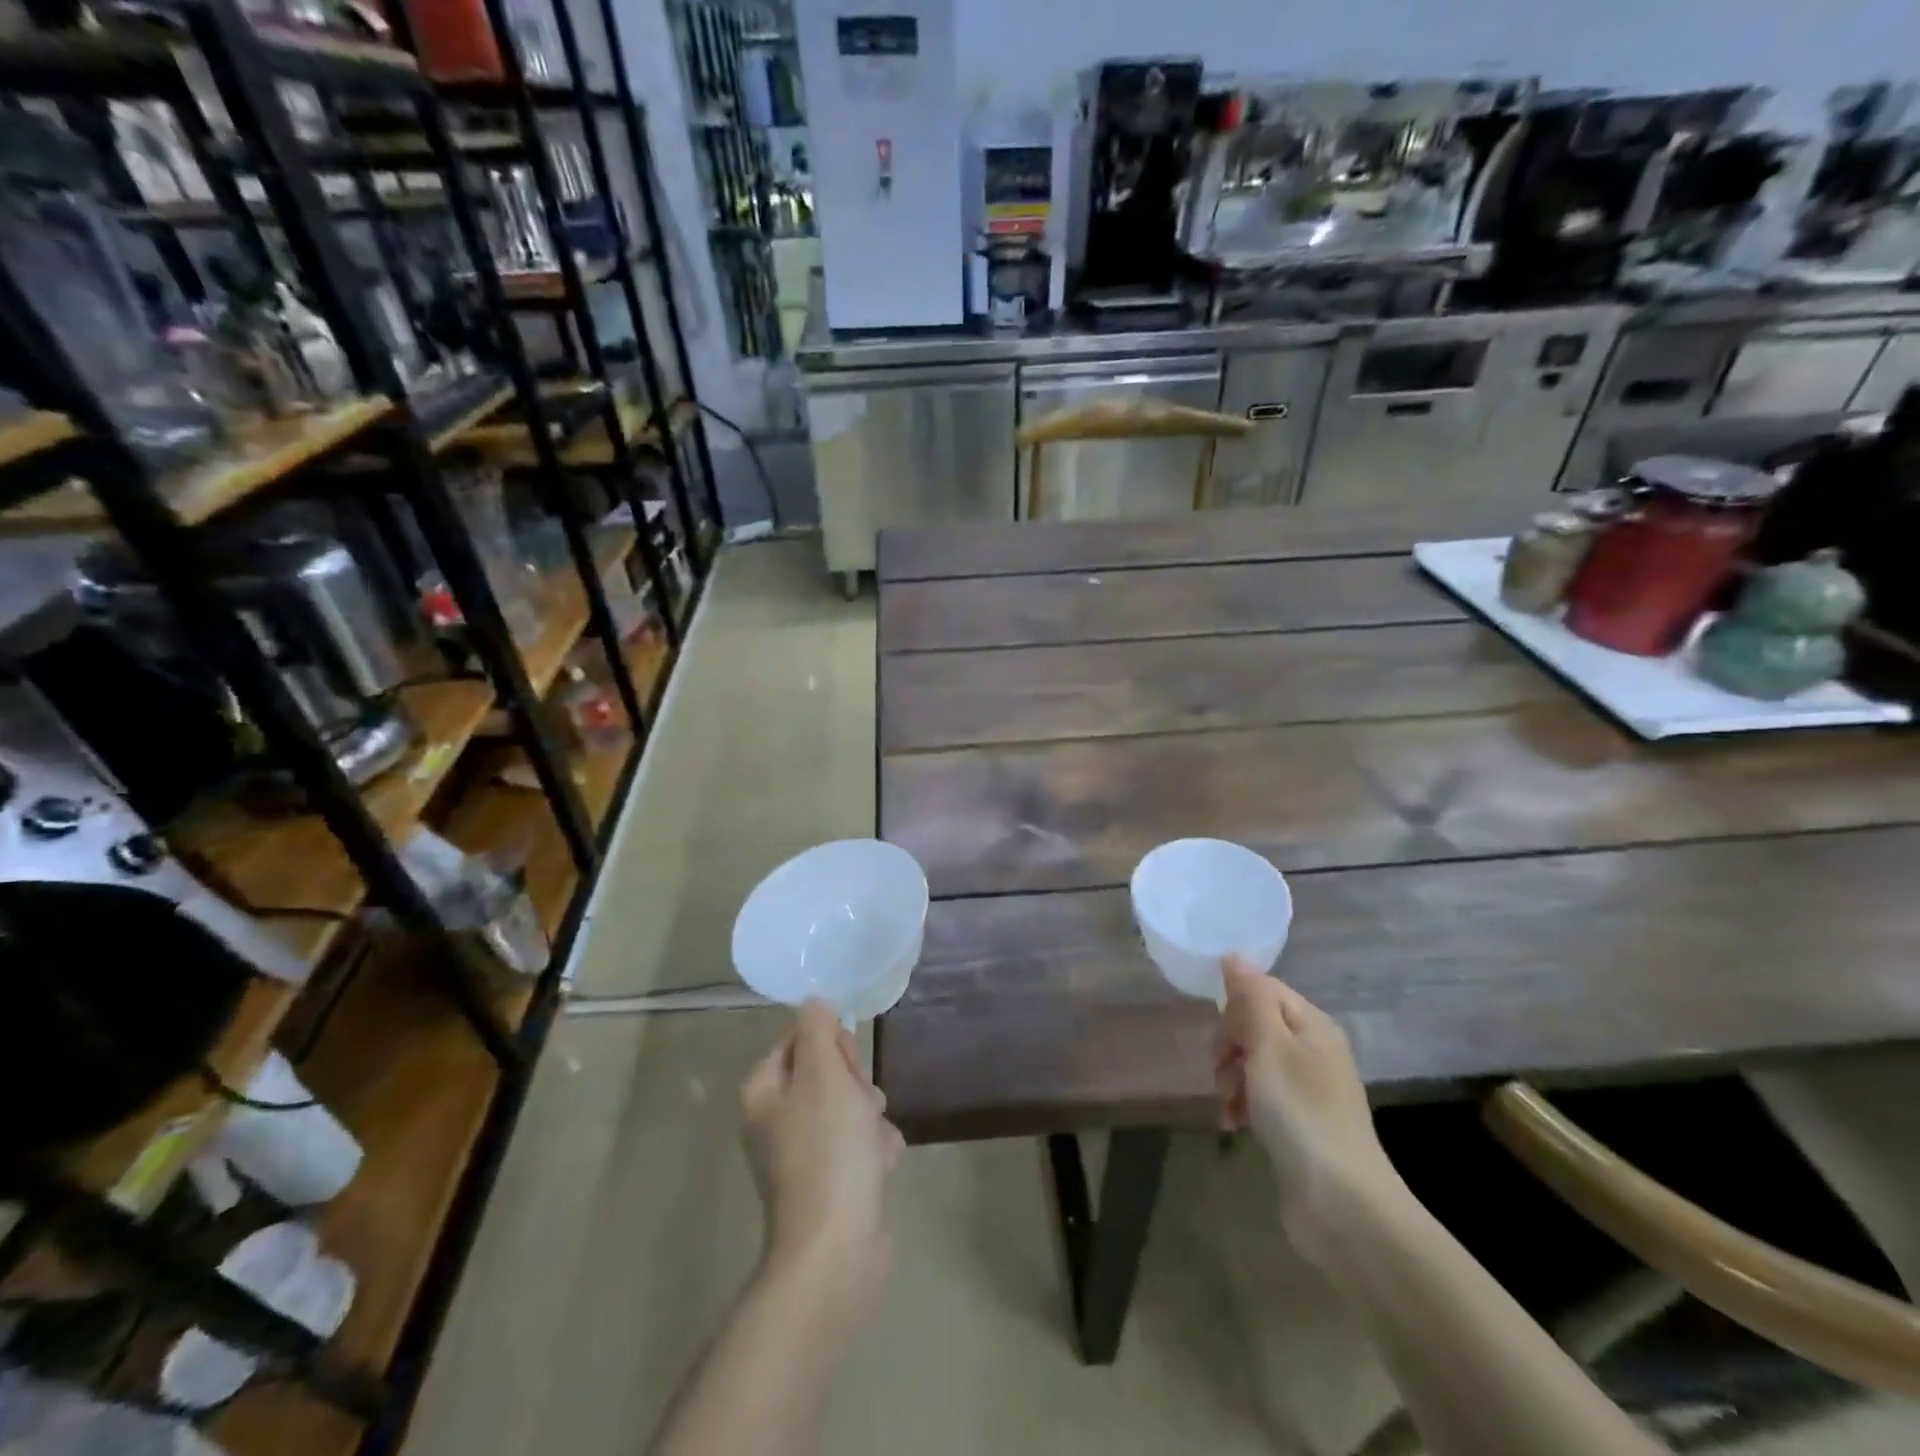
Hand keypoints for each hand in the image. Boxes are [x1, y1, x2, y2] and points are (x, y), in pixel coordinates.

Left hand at [741, 1000, 903, 1332]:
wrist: (837, 1251)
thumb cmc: (828, 1151)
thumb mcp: (824, 1074)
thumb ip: (818, 1029)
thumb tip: (815, 1002)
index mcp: (764, 1090)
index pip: (801, 1037)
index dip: (833, 1044)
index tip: (848, 1064)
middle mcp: (777, 1118)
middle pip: (828, 1071)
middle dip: (856, 1083)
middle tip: (863, 1104)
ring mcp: (803, 1152)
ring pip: (851, 1106)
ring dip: (871, 1118)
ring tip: (874, 1143)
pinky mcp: (830, 1181)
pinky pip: (859, 1144)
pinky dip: (874, 1149)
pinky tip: (880, 1166)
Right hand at [1215, 956, 1400, 1260]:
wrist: (1341, 1204)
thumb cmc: (1301, 1113)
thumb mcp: (1269, 1046)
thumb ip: (1250, 998)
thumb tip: (1233, 956)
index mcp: (1313, 1024)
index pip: (1262, 988)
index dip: (1234, 1007)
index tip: (1221, 1038)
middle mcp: (1314, 1049)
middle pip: (1255, 1024)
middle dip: (1229, 1045)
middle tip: (1224, 1072)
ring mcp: (1309, 1087)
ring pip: (1253, 1061)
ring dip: (1232, 1078)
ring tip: (1228, 1105)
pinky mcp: (1300, 1122)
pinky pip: (1261, 1095)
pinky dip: (1243, 1104)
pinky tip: (1234, 1123)